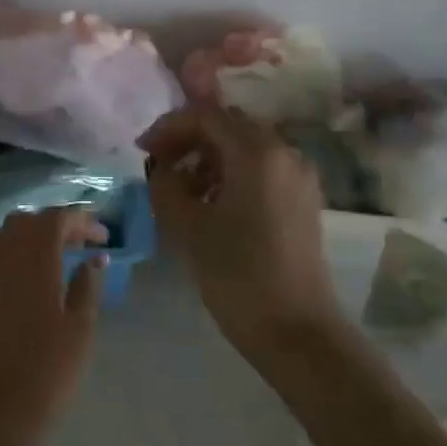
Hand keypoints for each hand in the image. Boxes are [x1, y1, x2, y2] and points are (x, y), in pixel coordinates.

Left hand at [0, 208, 104, 445]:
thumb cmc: (49, 365)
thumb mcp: (81, 325)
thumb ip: (87, 284)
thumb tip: (95, 259)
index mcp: (35, 254)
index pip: (59, 218)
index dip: (82, 222)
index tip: (102, 238)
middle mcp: (1, 250)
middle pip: (26, 222)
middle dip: (53, 228)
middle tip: (76, 247)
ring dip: (20, 241)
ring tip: (42, 261)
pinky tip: (6, 280)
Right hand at [139, 107, 341, 370]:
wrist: (295, 330)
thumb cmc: (236, 274)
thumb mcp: (186, 226)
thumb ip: (166, 183)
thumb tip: (162, 166)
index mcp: (257, 152)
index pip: (206, 116)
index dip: (169, 127)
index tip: (142, 149)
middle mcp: (284, 152)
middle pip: (229, 126)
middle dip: (190, 138)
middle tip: (160, 164)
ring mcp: (299, 176)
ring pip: (246, 147)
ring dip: (210, 157)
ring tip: (182, 188)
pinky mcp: (303, 199)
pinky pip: (263, 168)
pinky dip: (232, 173)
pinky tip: (212, 203)